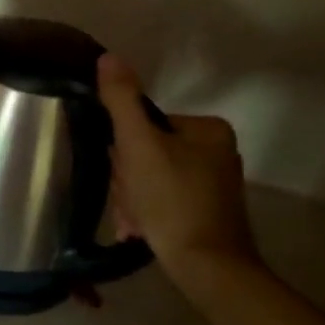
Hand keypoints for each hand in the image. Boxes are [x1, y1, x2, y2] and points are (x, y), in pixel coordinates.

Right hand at [97, 53, 257, 269]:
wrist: (207, 268)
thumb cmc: (172, 200)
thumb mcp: (138, 145)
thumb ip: (121, 100)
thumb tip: (108, 57)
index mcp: (207, 129)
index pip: (143, 124)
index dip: (123, 149)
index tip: (123, 174)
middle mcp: (216, 151)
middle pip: (146, 151)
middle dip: (127, 179)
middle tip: (129, 200)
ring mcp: (212, 183)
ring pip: (149, 177)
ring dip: (131, 198)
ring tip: (133, 221)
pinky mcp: (206, 210)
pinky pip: (161, 199)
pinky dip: (145, 212)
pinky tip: (139, 230)